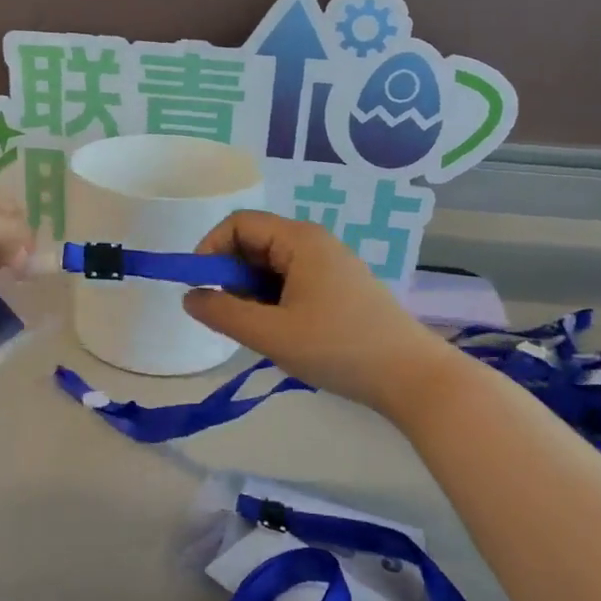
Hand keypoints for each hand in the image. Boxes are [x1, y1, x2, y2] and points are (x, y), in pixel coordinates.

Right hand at [183, 211, 455, 417]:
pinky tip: (285, 334)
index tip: (199, 287)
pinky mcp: (340, 287)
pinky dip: (275, 302)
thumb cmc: (337, 348)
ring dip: (253, 293)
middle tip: (234, 317)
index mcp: (299, 240)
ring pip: (272, 266)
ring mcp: (331, 265)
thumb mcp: (270, 334)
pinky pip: (292, 282)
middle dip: (232, 276)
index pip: (238, 223)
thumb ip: (222, 313)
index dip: (210, 249)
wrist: (411, 377)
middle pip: (255, 243)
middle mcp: (315, 242)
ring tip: (262, 331)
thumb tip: (190, 296)